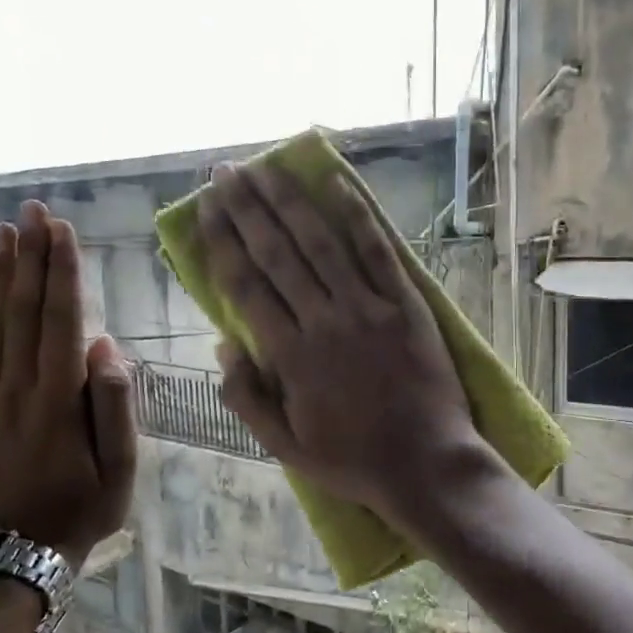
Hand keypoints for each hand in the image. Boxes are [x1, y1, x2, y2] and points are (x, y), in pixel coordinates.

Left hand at [0, 199, 136, 564]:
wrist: (18, 555)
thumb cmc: (83, 511)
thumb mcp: (120, 469)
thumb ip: (114, 407)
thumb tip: (105, 347)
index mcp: (58, 401)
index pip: (61, 321)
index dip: (63, 273)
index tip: (63, 231)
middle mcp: (16, 389)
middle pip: (23, 311)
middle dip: (31, 257)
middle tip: (34, 211)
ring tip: (5, 232)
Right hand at [198, 161, 491, 525]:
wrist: (426, 464)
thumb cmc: (353, 461)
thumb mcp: (285, 446)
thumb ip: (248, 397)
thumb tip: (223, 345)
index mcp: (290, 356)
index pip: (246, 286)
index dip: (222, 242)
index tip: (206, 208)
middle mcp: (324, 320)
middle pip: (277, 254)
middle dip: (248, 209)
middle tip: (226, 171)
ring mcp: (368, 308)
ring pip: (321, 243)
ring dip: (290, 202)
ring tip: (266, 168)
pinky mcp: (406, 304)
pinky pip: (378, 252)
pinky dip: (358, 216)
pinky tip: (337, 184)